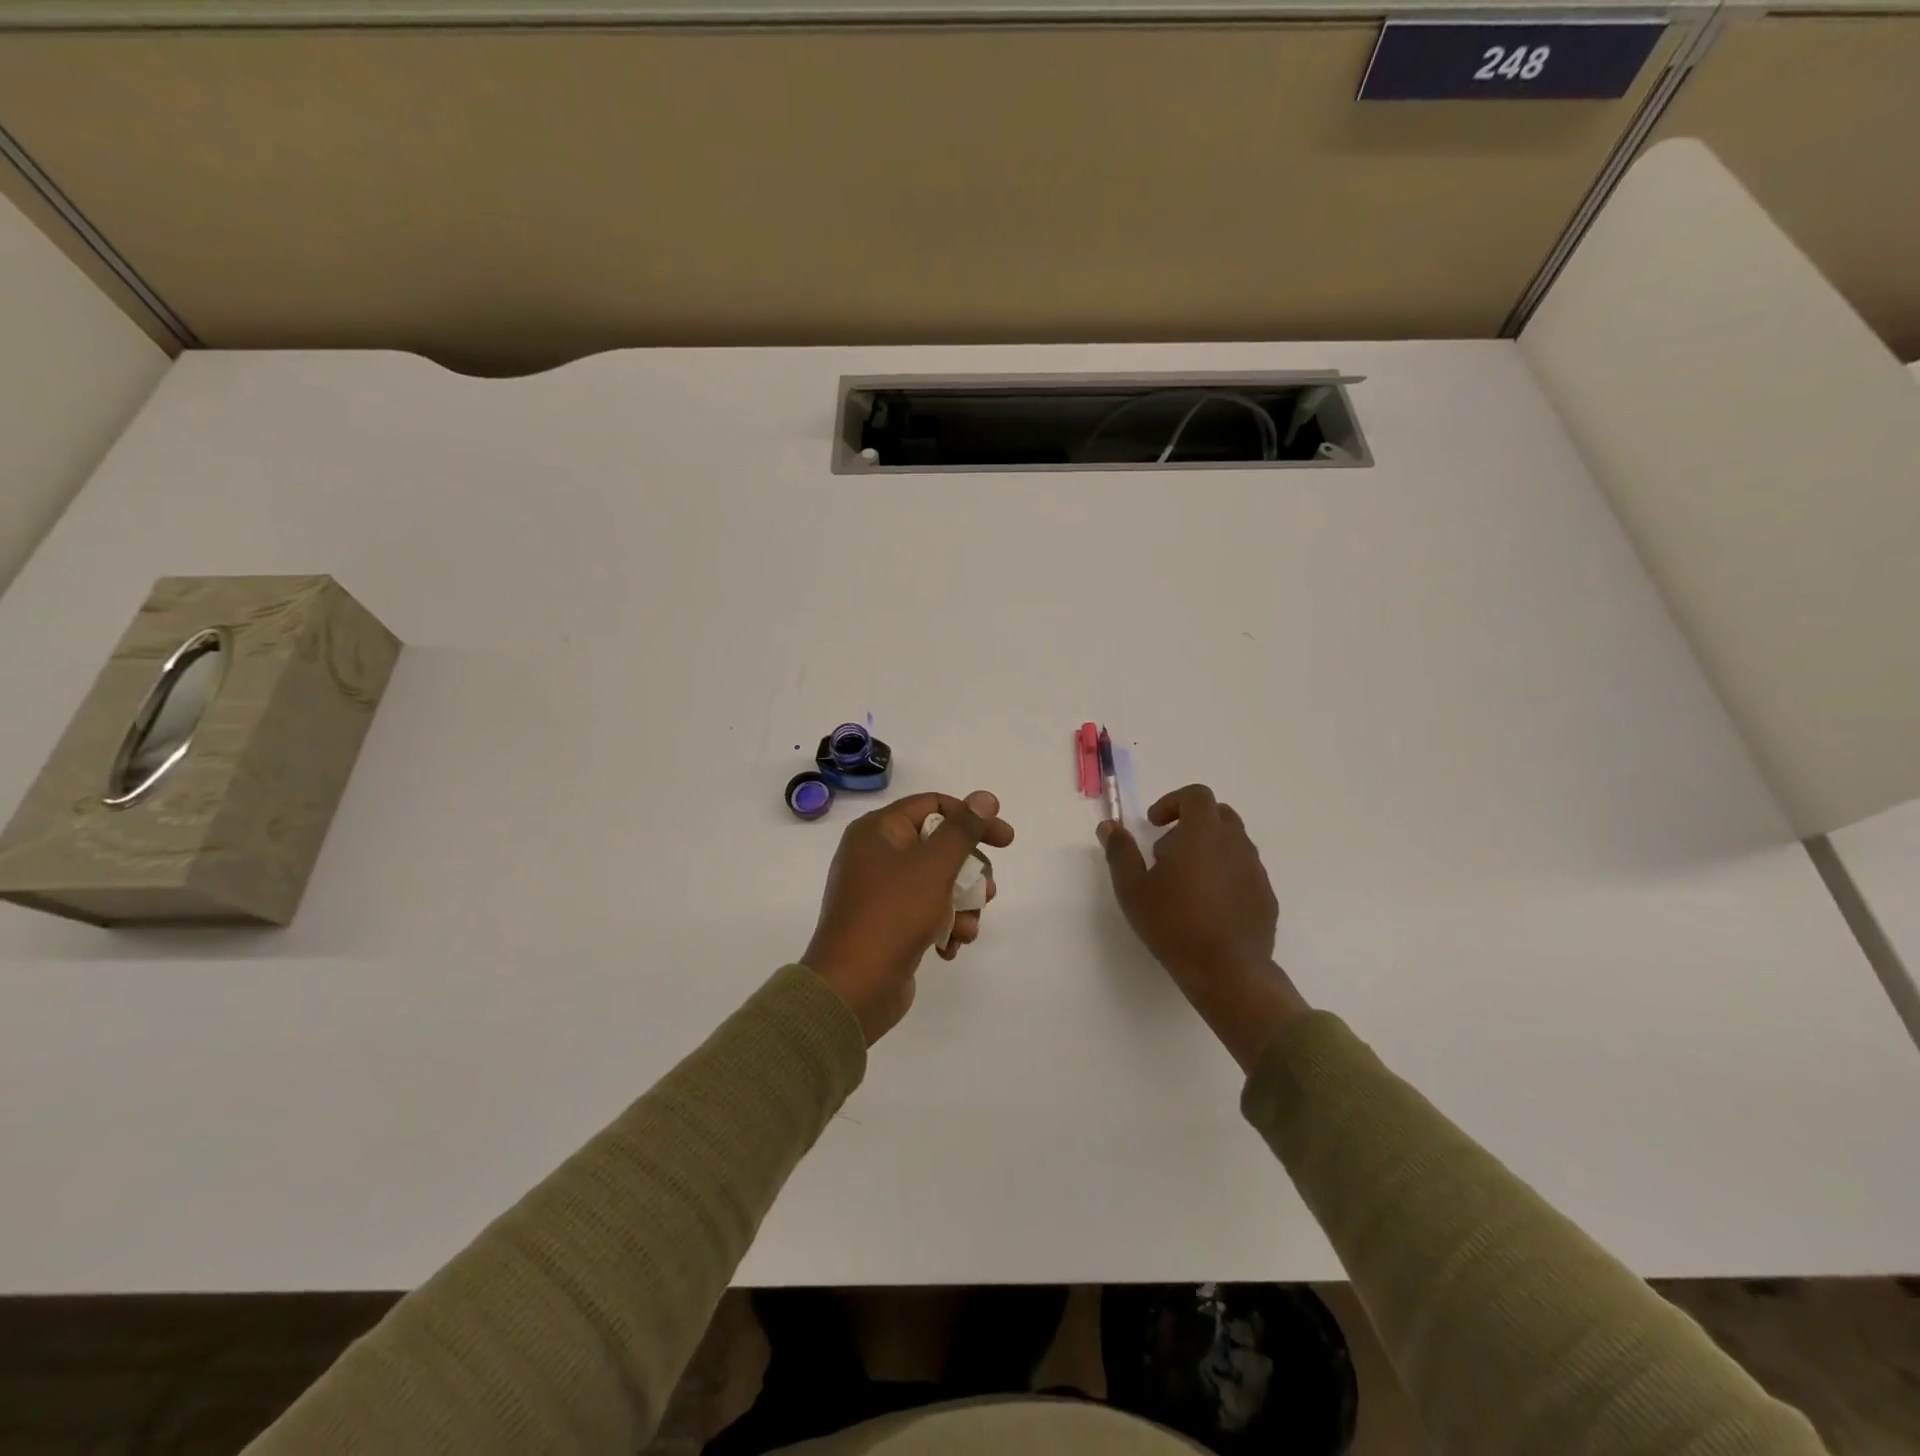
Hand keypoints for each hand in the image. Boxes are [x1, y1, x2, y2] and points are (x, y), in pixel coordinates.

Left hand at [804, 790, 1014, 1043]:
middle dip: (969, 872)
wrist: (853, 988)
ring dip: (961, 905)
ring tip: (968, 928)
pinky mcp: (886, 924)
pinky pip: (924, 913)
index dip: (972, 818)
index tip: (1005, 841)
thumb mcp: (934, 866)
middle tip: (988, 892)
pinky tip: (950, 947)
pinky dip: (943, 927)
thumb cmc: (893, 915)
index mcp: (878, 831)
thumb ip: (963, 830)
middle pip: (939, 847)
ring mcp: (879, 892)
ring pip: (937, 884)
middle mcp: (875, 855)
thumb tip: (985, 797)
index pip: (933, 805)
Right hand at [1100, 784, 1310, 1071]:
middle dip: (1192, 823)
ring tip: (1185, 882)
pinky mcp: (1266, 895)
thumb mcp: (1133, 888)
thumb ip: (1120, 852)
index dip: (1173, 802)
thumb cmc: (1173, 923)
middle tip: (1167, 852)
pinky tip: (1208, 905)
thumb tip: (1109, 826)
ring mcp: (1255, 869)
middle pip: (1218, 814)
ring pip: (1233, 843)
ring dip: (1209, 849)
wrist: (1227, 971)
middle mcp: (1235, 843)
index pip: (1196, 795)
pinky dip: (1225, 874)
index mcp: (1203, 833)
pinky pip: (1244, 871)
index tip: (1155, 825)